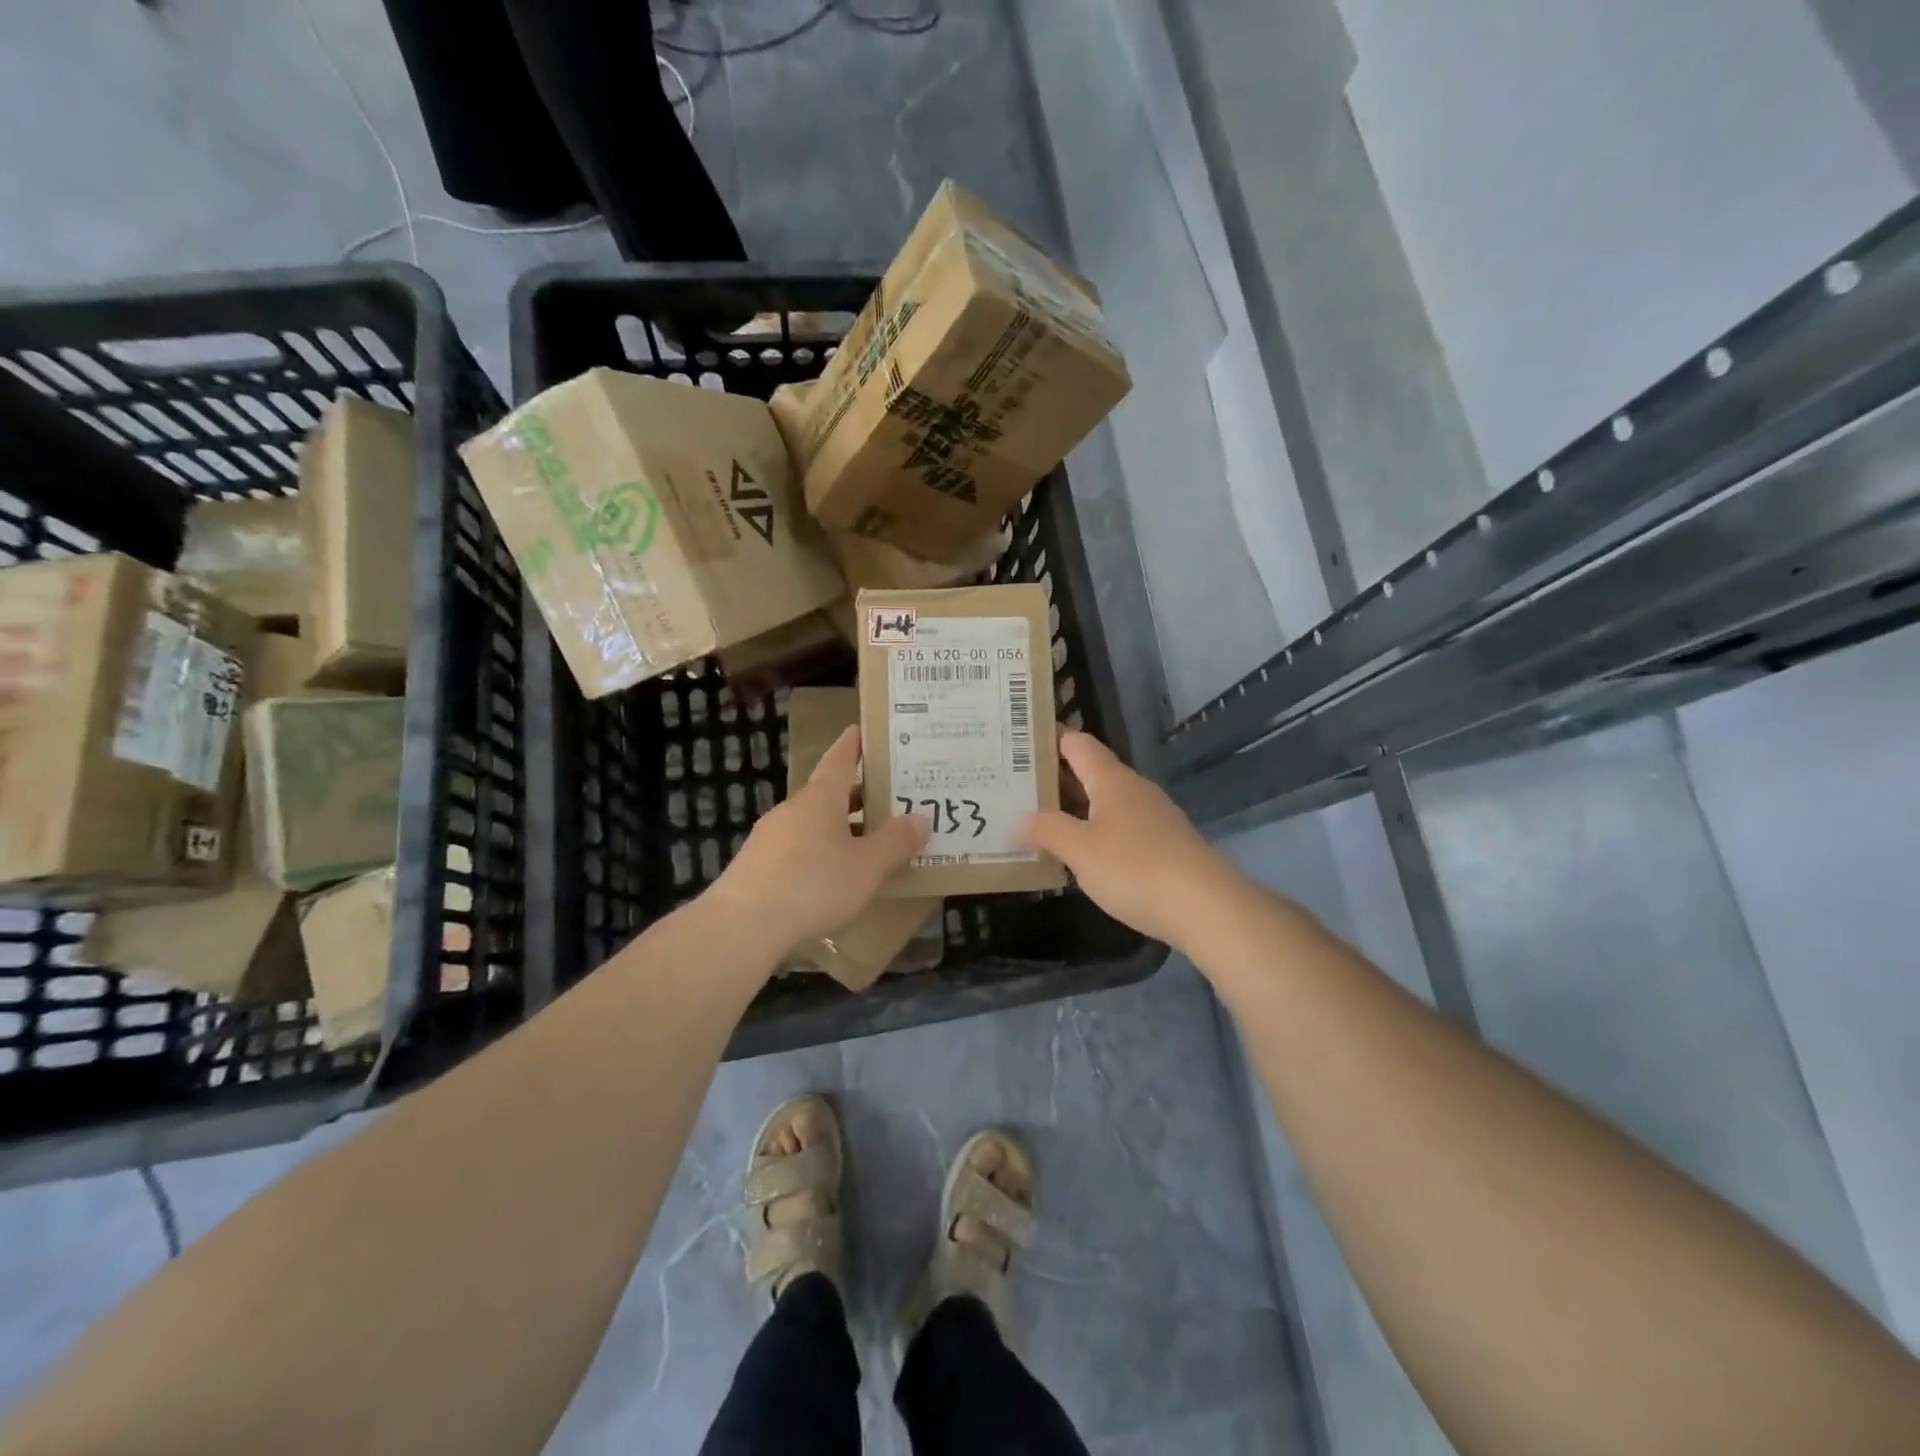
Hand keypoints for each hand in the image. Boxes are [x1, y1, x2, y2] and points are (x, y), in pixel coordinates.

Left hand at [711, 726, 928, 956]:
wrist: (742, 927)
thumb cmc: (813, 885)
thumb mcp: (867, 866)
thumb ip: (896, 842)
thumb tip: (921, 818)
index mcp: (820, 798)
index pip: (840, 759)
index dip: (854, 744)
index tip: (864, 730)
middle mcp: (793, 809)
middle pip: (829, 793)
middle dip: (858, 794)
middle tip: (890, 796)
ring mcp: (770, 838)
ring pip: (814, 823)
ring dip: (841, 827)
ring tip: (870, 840)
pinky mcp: (758, 867)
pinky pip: (799, 849)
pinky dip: (821, 853)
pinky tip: (834, 877)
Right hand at [1021, 729, 1240, 949]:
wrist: (1206, 907)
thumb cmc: (1135, 868)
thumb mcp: (1081, 850)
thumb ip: (1048, 830)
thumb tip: (1020, 820)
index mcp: (1111, 780)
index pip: (1076, 744)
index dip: (1048, 738)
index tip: (1017, 741)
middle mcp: (1133, 790)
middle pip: (1089, 772)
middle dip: (1053, 778)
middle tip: (1013, 786)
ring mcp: (1152, 817)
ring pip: (1104, 802)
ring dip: (1073, 809)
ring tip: (1036, 821)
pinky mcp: (1163, 845)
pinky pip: (1119, 827)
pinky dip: (1094, 832)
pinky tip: (1078, 854)